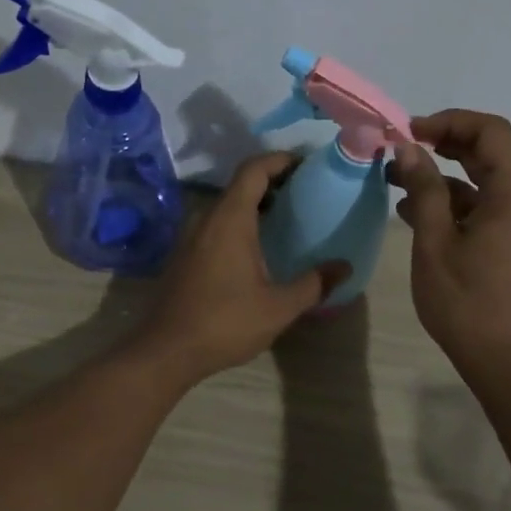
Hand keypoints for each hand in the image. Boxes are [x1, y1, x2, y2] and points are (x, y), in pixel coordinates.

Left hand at [136, 153, 347, 384]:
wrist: (166, 350)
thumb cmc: (225, 323)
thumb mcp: (278, 307)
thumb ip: (314, 284)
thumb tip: (344, 267)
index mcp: (230, 219)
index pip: (254, 169)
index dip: (281, 160)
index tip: (307, 165)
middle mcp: (207, 218)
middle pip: (241, 184)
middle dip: (274, 181)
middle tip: (306, 193)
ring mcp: (190, 236)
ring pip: (227, 205)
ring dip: (256, 204)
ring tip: (287, 219)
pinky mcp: (184, 254)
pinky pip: (215, 224)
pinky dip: (239, 222)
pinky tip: (258, 248)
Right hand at [389, 110, 510, 383]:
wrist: (505, 362)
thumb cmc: (467, 302)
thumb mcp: (435, 242)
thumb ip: (423, 189)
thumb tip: (408, 147)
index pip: (490, 131)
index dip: (449, 121)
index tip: (408, 133)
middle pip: (488, 151)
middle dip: (443, 143)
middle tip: (399, 150)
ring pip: (481, 180)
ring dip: (441, 175)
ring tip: (395, 181)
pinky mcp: (508, 243)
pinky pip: (480, 207)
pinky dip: (449, 202)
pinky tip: (411, 212)